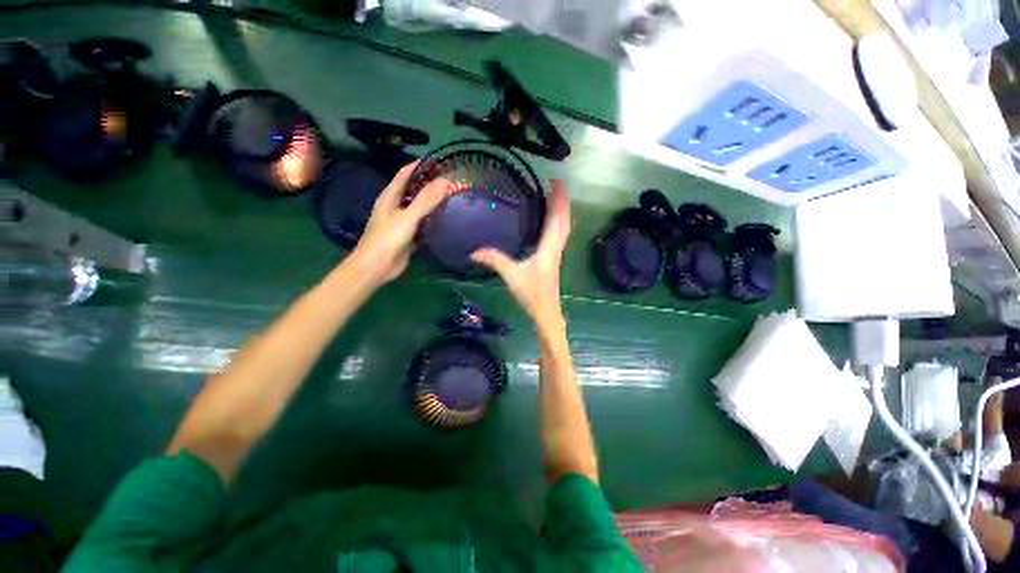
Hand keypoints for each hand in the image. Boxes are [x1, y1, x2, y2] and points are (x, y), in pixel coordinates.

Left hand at [352, 162, 452, 283]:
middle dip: (430, 185)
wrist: (377, 266)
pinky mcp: (409, 236)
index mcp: (390, 196)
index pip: (405, 173)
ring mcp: (402, 221)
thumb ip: (426, 200)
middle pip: (414, 190)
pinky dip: (434, 221)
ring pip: (420, 208)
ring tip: (453, 199)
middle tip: (452, 182)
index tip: (440, 162)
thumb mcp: (408, 216)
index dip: (420, 166)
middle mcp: (396, 206)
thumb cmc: (388, 238)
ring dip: (433, 203)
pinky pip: (423, 224)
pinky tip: (447, 221)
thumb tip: (445, 181)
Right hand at [472, 180, 569, 330]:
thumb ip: (495, 261)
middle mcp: (556, 248)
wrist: (546, 312)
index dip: (558, 201)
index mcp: (549, 248)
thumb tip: (473, 251)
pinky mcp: (554, 259)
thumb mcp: (512, 276)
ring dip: (562, 212)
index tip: (558, 183)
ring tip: (557, 197)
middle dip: (562, 202)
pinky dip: (559, 223)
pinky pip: (560, 235)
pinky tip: (553, 222)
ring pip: (564, 228)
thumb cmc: (532, 294)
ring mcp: (557, 254)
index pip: (557, 220)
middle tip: (558, 184)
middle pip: (564, 221)